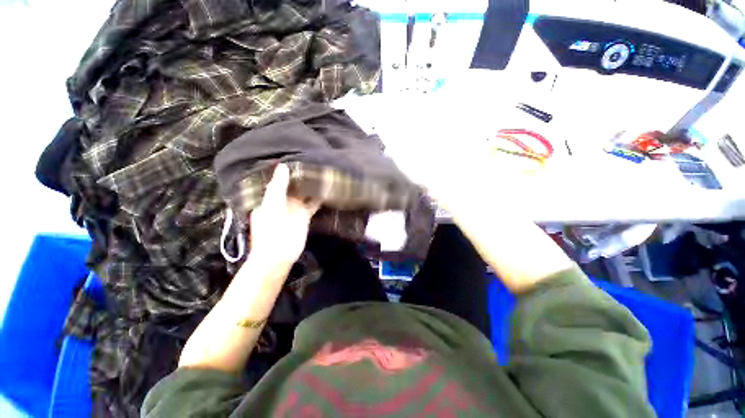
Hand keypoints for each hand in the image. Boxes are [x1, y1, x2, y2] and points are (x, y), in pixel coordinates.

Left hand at [249, 164, 320, 267]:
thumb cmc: (271, 231)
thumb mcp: (272, 206)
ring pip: (303, 194)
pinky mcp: (304, 216)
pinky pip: (312, 204)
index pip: (278, 181)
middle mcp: (282, 202)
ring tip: (320, 172)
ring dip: (310, 186)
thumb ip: (278, 187)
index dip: (286, 171)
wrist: (279, 256)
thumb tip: (282, 166)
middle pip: (292, 186)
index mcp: (269, 198)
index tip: (296, 157)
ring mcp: (294, 209)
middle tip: (312, 161)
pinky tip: (326, 189)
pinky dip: (318, 198)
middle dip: (300, 176)